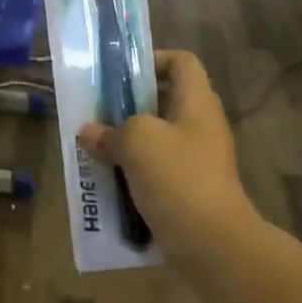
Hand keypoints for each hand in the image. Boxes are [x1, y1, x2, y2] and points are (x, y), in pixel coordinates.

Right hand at [77, 50, 253, 253]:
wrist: (211, 243)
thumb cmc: (178, 177)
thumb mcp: (137, 141)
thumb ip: (111, 131)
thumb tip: (89, 132)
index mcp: (197, 103)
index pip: (182, 62)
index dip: (153, 60)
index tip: (121, 76)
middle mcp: (202, 126)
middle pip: (166, 101)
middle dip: (130, 106)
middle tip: (99, 113)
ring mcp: (198, 161)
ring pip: (158, 140)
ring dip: (128, 143)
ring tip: (97, 148)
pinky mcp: (190, 191)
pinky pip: (158, 171)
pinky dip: (135, 173)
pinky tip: (109, 181)